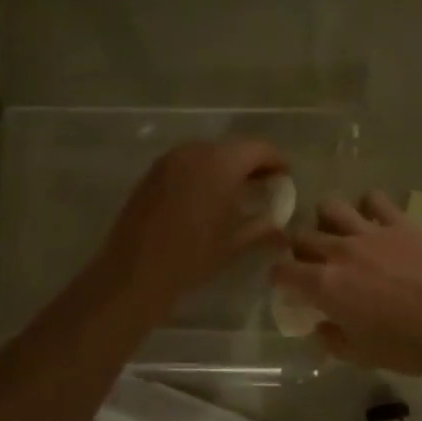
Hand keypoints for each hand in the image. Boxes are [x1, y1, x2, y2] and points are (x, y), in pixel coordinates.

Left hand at [98, 139, 288, 317]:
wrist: (134, 272)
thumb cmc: (191, 257)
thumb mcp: (234, 244)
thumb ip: (263, 229)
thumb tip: (283, 230)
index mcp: (220, 164)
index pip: (259, 149)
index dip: (277, 161)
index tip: (286, 177)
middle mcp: (194, 152)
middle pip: (233, 148)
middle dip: (252, 164)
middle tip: (265, 186)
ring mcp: (169, 160)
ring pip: (208, 153)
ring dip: (226, 167)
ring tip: (237, 193)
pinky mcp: (152, 173)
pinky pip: (187, 163)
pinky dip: (203, 173)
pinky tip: (207, 198)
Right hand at [270, 191, 421, 376]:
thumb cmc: (406, 347)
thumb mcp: (359, 355)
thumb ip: (332, 338)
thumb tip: (321, 326)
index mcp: (324, 285)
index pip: (283, 271)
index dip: (279, 276)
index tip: (285, 283)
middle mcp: (339, 251)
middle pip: (302, 236)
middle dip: (299, 248)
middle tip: (310, 260)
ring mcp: (370, 232)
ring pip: (330, 207)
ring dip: (327, 219)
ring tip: (338, 232)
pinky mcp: (400, 223)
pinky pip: (375, 199)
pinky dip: (369, 207)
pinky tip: (375, 219)